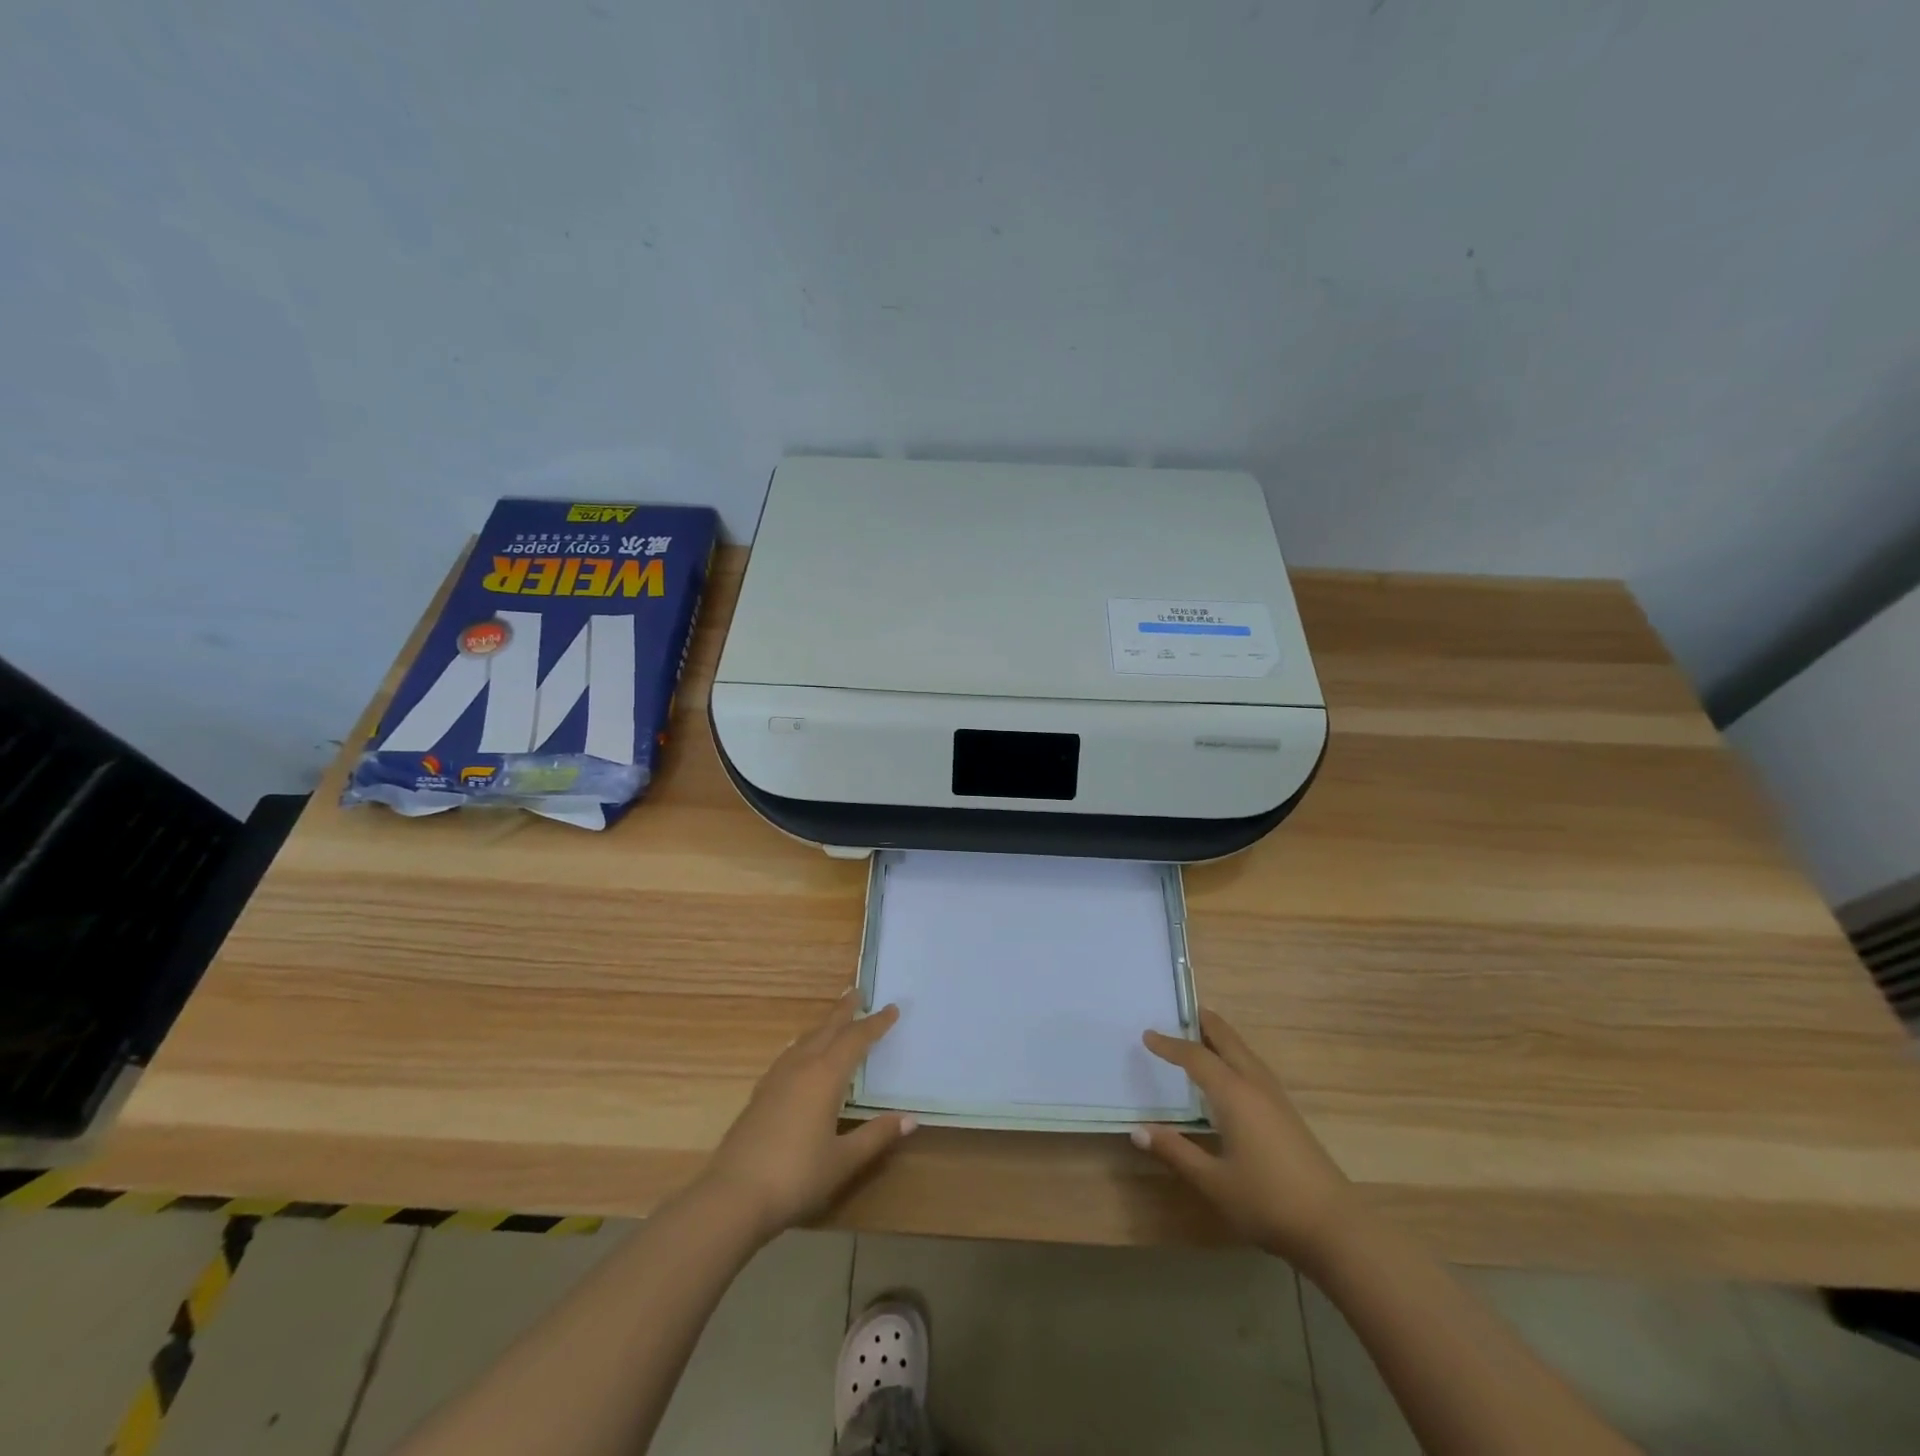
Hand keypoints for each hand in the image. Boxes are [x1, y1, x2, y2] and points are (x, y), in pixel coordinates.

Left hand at [698, 992, 914, 1241]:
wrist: (733, 1196)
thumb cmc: (796, 1176)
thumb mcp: (843, 1160)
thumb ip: (876, 1136)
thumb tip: (910, 1119)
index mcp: (825, 1076)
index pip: (856, 1040)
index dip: (875, 1024)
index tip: (891, 1009)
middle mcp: (801, 1067)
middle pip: (827, 1029)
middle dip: (844, 1011)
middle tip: (857, 992)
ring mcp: (776, 1079)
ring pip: (805, 1040)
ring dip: (822, 1026)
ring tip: (832, 1020)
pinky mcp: (760, 1094)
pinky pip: (788, 1055)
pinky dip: (803, 1045)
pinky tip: (798, 1054)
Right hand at [1133, 1008, 1355, 1266]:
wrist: (1335, 1228)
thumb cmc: (1268, 1202)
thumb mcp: (1213, 1182)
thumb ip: (1176, 1151)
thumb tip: (1138, 1130)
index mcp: (1234, 1095)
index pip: (1196, 1057)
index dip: (1169, 1045)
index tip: (1147, 1035)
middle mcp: (1255, 1086)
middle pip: (1228, 1041)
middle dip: (1205, 1023)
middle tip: (1182, 1010)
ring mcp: (1276, 1099)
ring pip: (1245, 1052)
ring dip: (1223, 1038)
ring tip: (1203, 1034)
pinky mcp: (1288, 1114)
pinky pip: (1255, 1068)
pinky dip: (1236, 1056)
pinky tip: (1232, 1075)